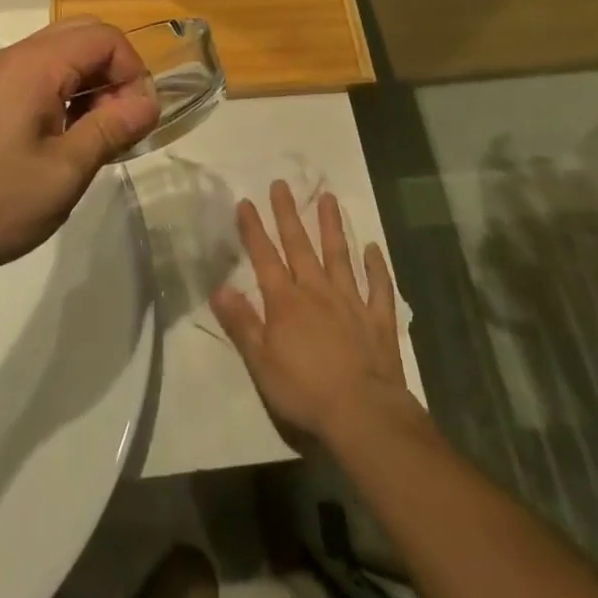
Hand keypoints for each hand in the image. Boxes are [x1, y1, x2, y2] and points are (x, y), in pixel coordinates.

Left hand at [0, 18, 160, 293]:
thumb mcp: (64, 171)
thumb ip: (111, 129)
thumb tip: (149, 102)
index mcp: (35, 64)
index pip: (105, 37)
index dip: (133, 72)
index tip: (136, 121)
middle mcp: (16, 56)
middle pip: (85, 36)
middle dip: (114, 73)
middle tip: (119, 124)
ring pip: (63, 55)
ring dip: (91, 85)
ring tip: (96, 138)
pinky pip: (41, 75)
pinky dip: (66, 94)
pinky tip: (65, 140)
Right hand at [210, 181, 420, 451]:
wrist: (363, 414)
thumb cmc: (305, 392)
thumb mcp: (261, 363)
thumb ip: (241, 323)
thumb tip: (219, 287)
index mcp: (286, 302)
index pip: (264, 257)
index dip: (254, 230)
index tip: (246, 201)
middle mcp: (317, 291)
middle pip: (300, 246)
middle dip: (288, 214)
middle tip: (282, 184)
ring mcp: (351, 301)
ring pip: (339, 255)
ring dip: (332, 226)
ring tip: (328, 197)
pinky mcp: (378, 319)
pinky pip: (379, 286)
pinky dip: (377, 267)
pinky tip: (374, 248)